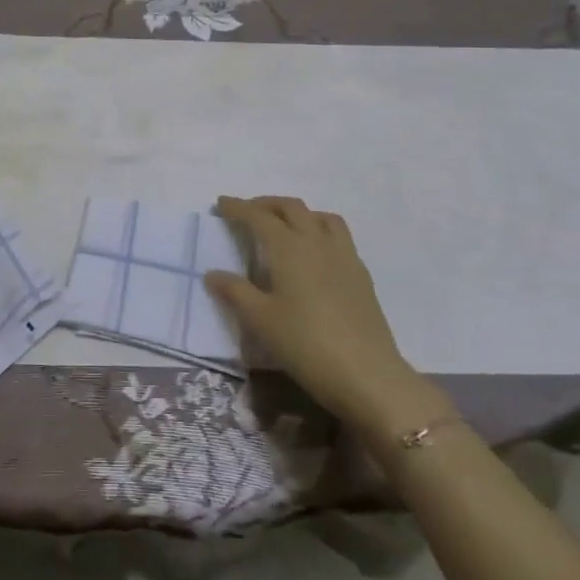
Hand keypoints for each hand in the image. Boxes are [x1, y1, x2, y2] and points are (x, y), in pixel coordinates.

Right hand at [207, 195, 430, 426]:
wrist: (368, 375)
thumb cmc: (306, 344)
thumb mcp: (261, 320)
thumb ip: (235, 292)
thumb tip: (212, 274)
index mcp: (288, 247)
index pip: (258, 216)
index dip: (237, 207)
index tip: (220, 204)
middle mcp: (316, 241)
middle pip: (291, 207)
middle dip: (266, 204)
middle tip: (247, 213)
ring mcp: (343, 256)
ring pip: (320, 216)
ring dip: (297, 213)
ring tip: (284, 226)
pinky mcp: (361, 274)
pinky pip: (338, 236)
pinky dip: (320, 230)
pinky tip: (315, 254)